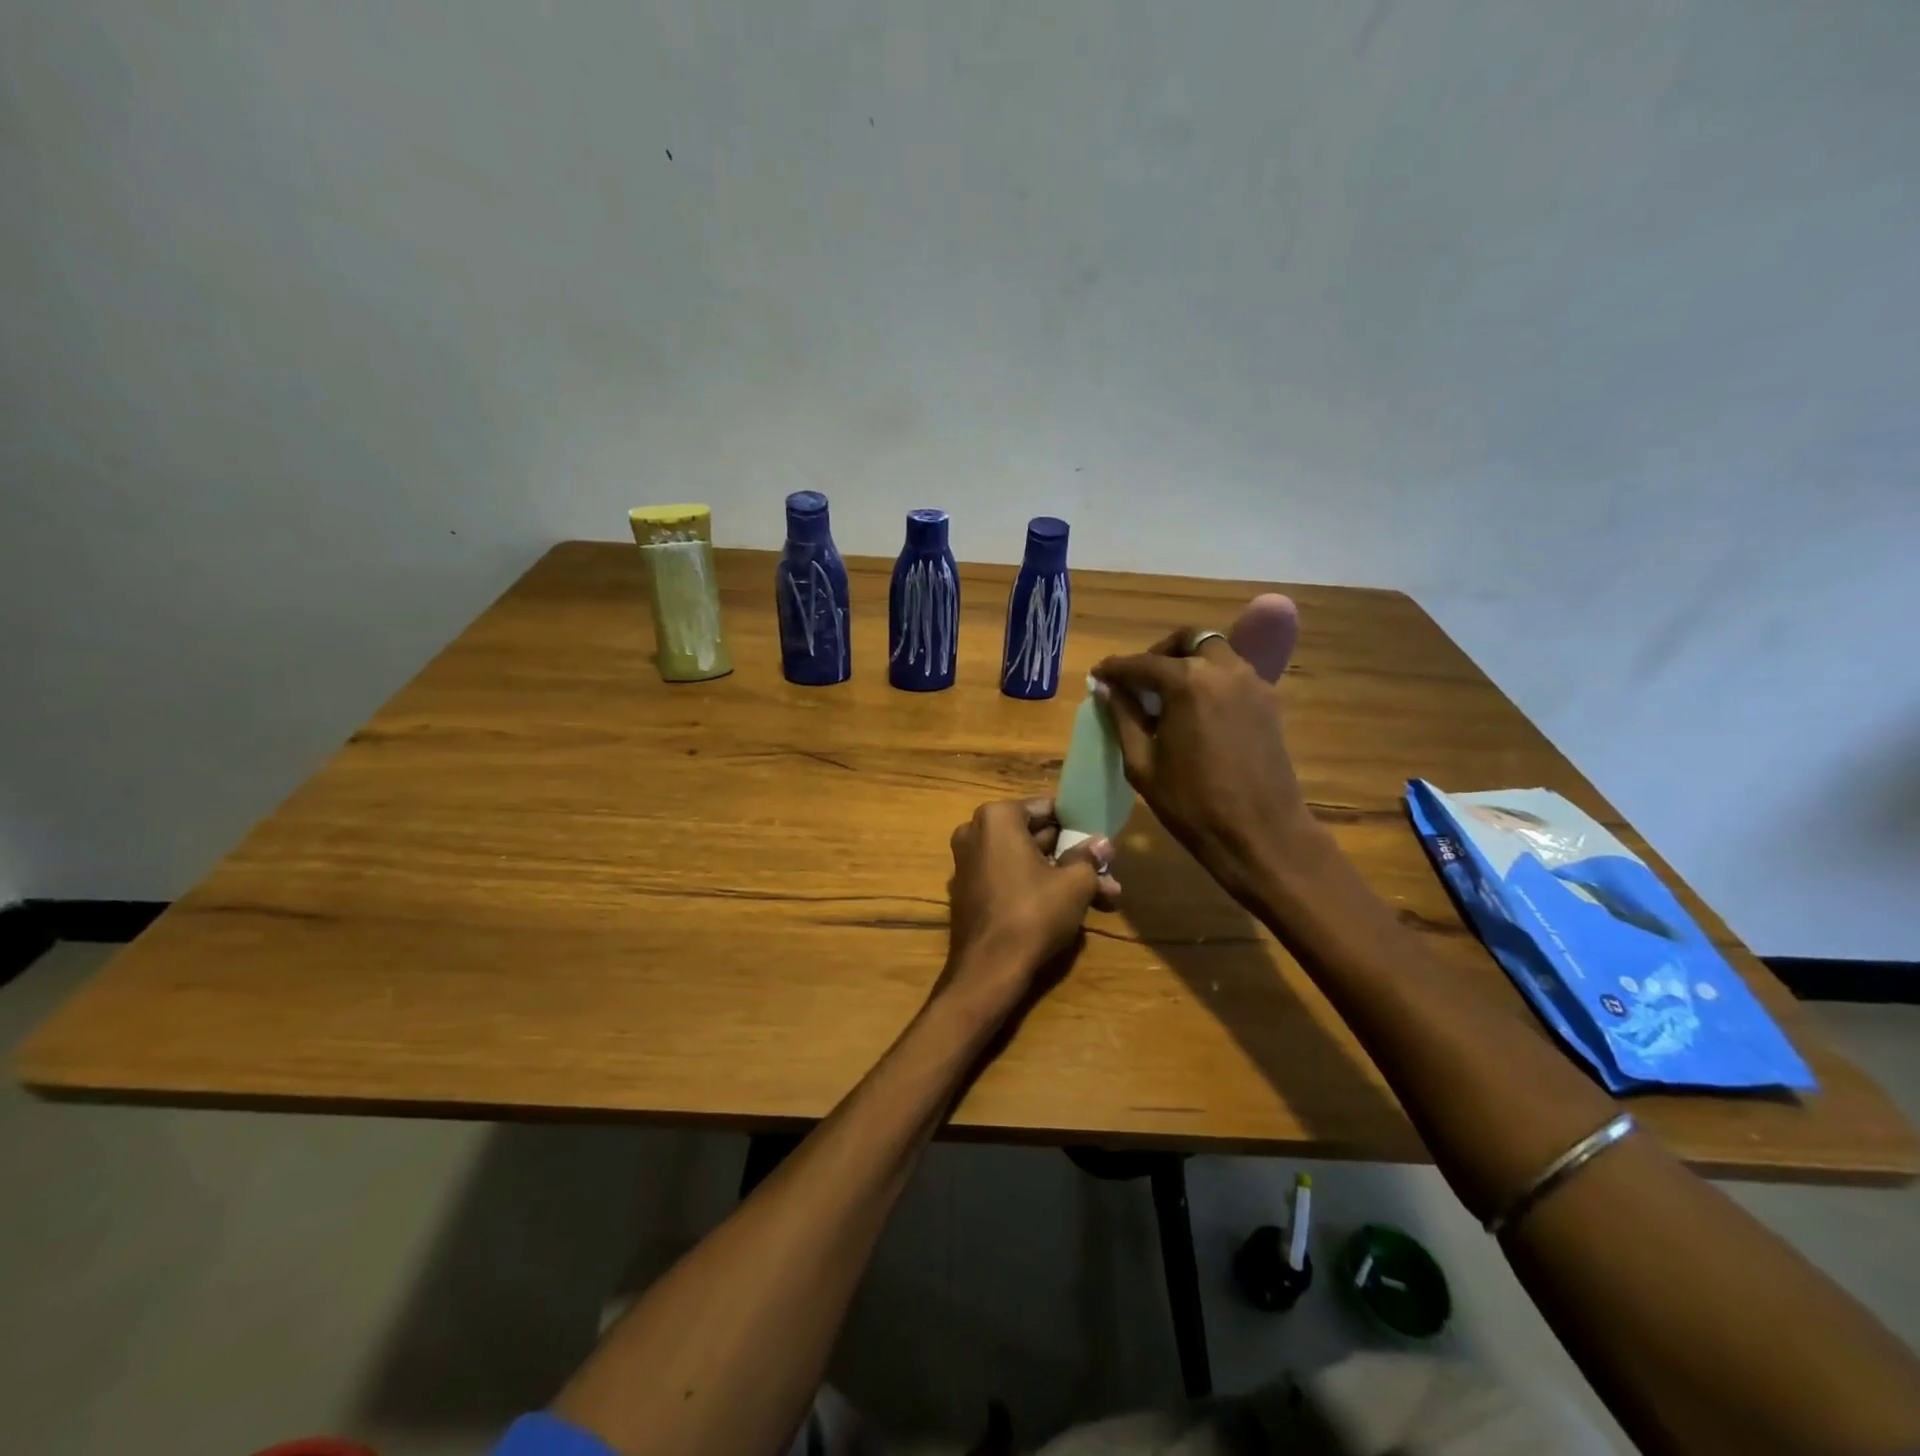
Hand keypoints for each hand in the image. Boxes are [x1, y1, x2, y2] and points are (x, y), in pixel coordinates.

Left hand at [941, 798, 1120, 1013]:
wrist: (988, 969)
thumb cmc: (1033, 913)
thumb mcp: (1074, 883)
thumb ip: (1088, 858)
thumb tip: (1103, 843)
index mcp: (996, 817)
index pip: (1046, 808)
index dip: (1076, 824)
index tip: (1099, 842)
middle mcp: (975, 832)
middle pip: (1034, 836)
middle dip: (1071, 855)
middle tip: (1106, 872)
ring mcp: (968, 862)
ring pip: (1025, 860)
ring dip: (1060, 875)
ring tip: (1102, 895)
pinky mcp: (969, 891)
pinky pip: (1008, 878)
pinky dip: (1035, 887)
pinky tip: (1069, 907)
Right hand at [1092, 630, 1317, 910]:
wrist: (1261, 834)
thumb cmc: (1192, 804)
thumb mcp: (1142, 763)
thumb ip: (1123, 718)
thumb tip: (1106, 689)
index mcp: (1188, 682)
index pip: (1141, 663)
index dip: (1115, 669)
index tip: (1098, 676)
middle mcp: (1223, 670)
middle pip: (1187, 641)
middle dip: (1158, 653)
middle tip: (1138, 681)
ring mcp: (1252, 683)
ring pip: (1215, 652)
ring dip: (1187, 661)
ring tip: (1165, 695)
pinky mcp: (1268, 702)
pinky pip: (1233, 674)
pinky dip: (1210, 678)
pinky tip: (1194, 710)